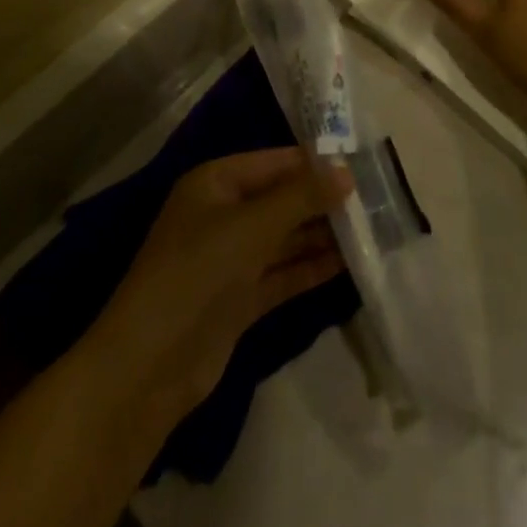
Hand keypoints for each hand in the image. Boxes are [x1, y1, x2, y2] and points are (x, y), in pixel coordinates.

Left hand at [86, 149, 351, 427]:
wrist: (150, 364)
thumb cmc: (199, 271)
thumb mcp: (253, 225)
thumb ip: (302, 197)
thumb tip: (347, 172)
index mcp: (215, 183)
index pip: (274, 162)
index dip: (315, 163)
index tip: (361, 165)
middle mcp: (223, 215)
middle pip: (281, 200)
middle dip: (322, 201)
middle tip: (375, 201)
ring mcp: (231, 259)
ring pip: (285, 238)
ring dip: (322, 236)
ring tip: (372, 231)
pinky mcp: (239, 298)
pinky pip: (282, 273)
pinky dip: (311, 269)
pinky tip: (348, 264)